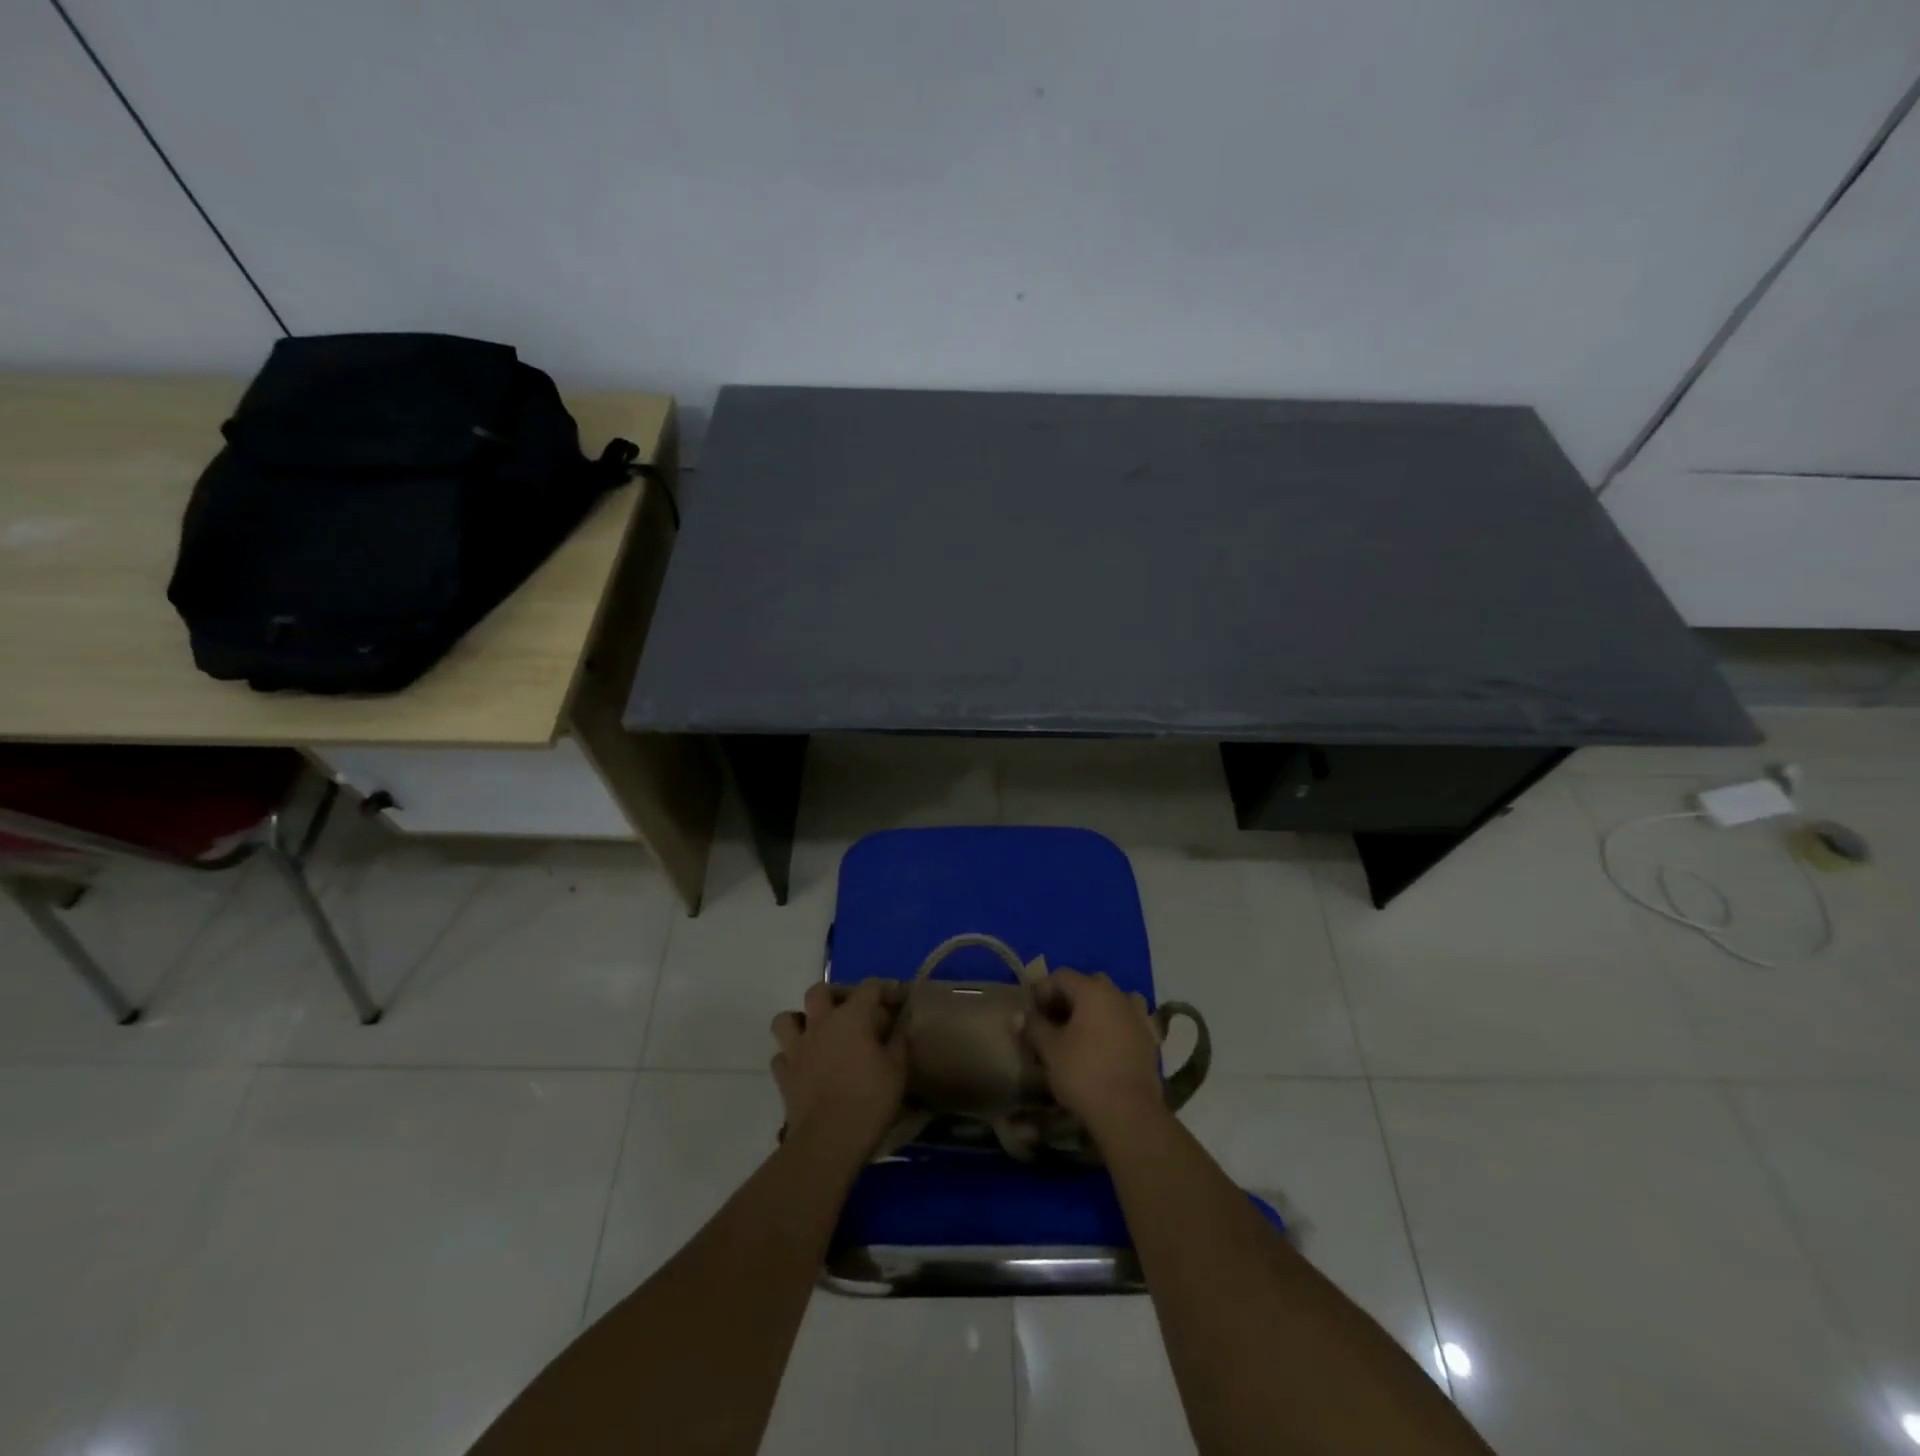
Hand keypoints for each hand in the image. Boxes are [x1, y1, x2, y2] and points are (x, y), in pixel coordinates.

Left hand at [770, 980, 907, 1161]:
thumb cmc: (870, 1099)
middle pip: (819, 991)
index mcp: (852, 1017)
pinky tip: (804, 1067)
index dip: (884, 989)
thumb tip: (899, 1028)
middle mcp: (820, 1023)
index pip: (869, 987)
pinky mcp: (783, 1075)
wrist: (830, 1140)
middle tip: (849, 1012)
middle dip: (833, 995)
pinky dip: (790, 1057)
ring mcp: (797, 1048)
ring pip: (786, 1019)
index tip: (896, 1001)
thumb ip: (898, 1042)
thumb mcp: (897, 1069)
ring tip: (816, 1034)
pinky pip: (781, 1056)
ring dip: (799, 1021)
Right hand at [1028, 968, 1167, 1135]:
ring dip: (1092, 1011)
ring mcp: (1138, 1016)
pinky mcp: (1149, 1039)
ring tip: (1078, 1035)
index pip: (1061, 976)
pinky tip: (1102, 1048)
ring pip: (1110, 1002)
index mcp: (1093, 990)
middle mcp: (1119, 995)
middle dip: (1067, 1000)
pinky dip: (1112, 1027)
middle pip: (1087, 985)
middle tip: (1052, 1023)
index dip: (1042, 990)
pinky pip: (1126, 1022)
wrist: (1130, 1113)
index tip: (1031, 1013)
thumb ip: (1034, 1027)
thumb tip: (1020, 1015)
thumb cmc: (1084, 1074)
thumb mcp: (1050, 1050)